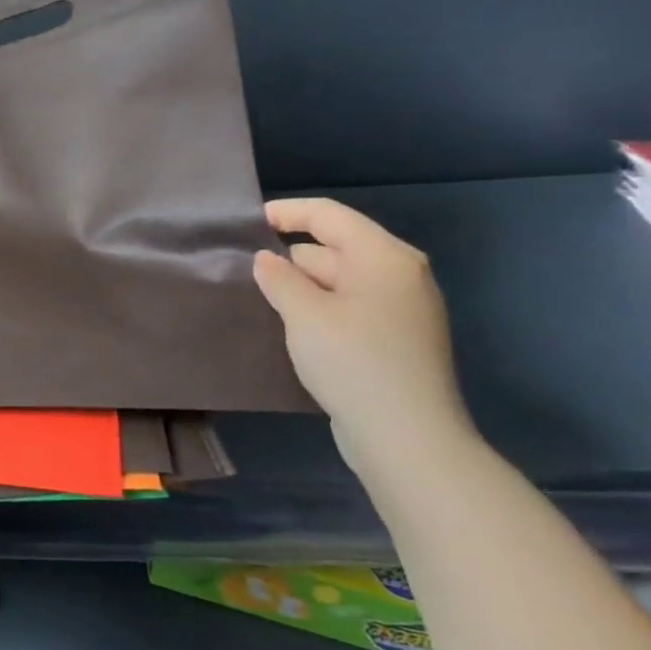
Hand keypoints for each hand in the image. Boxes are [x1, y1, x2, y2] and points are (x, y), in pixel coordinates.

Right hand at [252, 197, 473, 477]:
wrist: (406, 437)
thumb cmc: (353, 362)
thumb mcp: (304, 314)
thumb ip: (279, 278)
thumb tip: (266, 259)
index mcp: (383, 257)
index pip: (329, 215)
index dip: (286, 212)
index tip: (247, 223)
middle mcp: (399, 275)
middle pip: (334, 247)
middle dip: (290, 255)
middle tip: (244, 270)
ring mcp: (401, 309)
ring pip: (339, 280)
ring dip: (302, 286)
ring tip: (259, 299)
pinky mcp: (395, 339)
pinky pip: (348, 307)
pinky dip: (319, 308)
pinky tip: (291, 326)